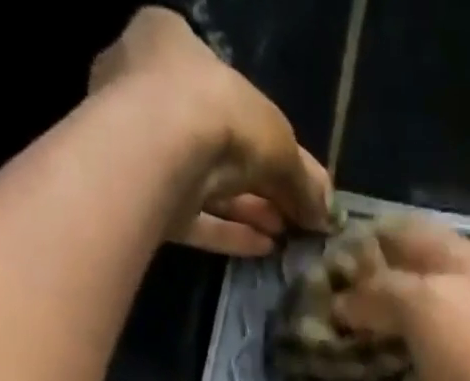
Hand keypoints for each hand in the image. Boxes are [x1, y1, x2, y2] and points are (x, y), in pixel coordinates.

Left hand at [89, 7, 331, 255]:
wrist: (158, 155)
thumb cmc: (218, 114)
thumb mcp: (278, 140)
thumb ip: (304, 178)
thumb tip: (328, 214)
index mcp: (172, 44)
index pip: (225, 88)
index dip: (265, 133)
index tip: (293, 171)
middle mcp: (148, 90)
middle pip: (219, 144)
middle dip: (261, 183)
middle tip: (296, 213)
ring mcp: (141, 150)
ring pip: (207, 184)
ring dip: (250, 211)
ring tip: (286, 235)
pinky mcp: (143, 201)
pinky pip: (195, 217)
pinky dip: (231, 232)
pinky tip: (264, 248)